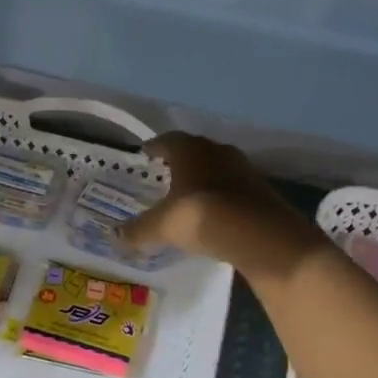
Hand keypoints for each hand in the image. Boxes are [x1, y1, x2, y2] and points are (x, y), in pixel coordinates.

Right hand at [122, 133, 317, 274]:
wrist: (258, 233)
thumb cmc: (200, 216)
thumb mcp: (162, 226)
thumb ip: (139, 229)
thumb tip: (116, 236)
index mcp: (189, 150)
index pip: (167, 140)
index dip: (155, 147)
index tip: (146, 154)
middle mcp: (217, 151)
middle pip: (195, 151)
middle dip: (180, 161)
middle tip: (166, 173)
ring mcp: (243, 168)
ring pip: (216, 167)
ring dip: (203, 177)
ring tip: (189, 193)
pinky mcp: (261, 189)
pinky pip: (233, 187)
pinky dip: (221, 195)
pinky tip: (214, 211)